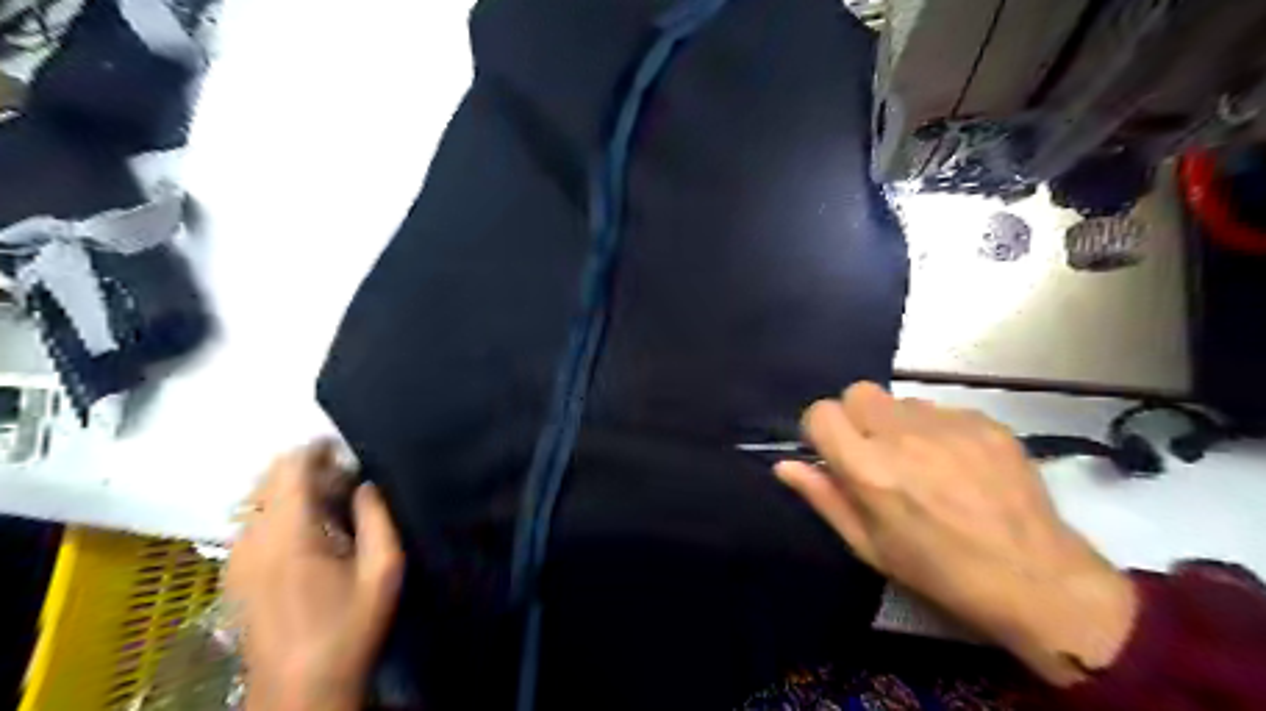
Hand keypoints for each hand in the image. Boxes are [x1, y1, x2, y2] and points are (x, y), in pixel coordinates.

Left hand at [226, 442, 404, 706]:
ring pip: (257, 499)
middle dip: (306, 467)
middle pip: (268, 479)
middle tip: (346, 478)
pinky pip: (252, 522)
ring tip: (332, 502)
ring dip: (292, 489)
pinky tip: (310, 530)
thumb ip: (377, 518)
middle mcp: (252, 539)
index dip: (316, 450)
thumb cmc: (349, 627)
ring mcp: (237, 558)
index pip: (289, 469)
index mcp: (289, 535)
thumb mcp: (383, 570)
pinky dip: (279, 510)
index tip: (346, 448)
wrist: (301, 689)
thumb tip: (366, 484)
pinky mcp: (234, 574)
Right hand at [777, 385, 1142, 685]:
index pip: (821, 412)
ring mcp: (948, 424)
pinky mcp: (985, 421)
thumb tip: (784, 465)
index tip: (834, 454)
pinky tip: (958, 464)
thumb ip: (823, 497)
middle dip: (856, 417)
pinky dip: (937, 430)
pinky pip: (941, 410)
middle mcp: (903, 435)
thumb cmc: (939, 571)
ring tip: (922, 462)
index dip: (821, 430)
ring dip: (897, 423)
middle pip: (857, 392)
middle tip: (876, 454)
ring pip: (900, 400)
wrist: (1036, 579)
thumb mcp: (869, 546)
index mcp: (869, 468)